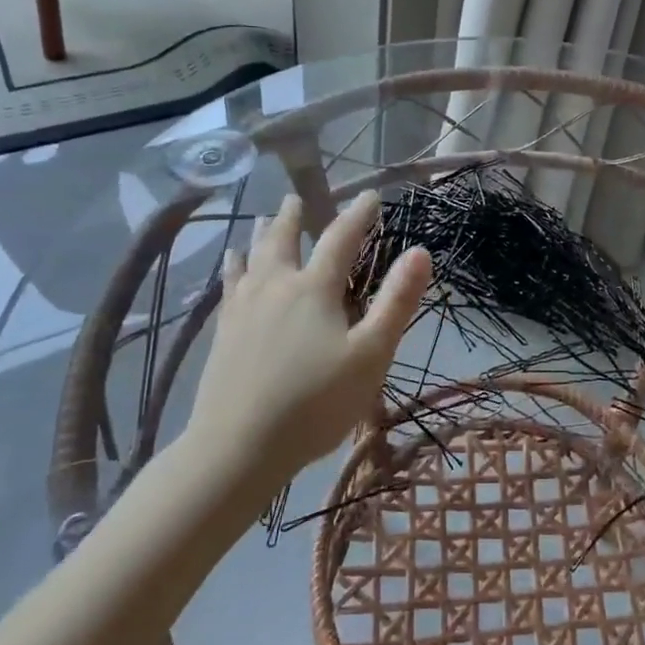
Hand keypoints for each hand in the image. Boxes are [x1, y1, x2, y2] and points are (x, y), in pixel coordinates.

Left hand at [187, 192, 430, 481]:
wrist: (237, 449)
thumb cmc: (315, 404)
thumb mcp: (371, 354)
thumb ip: (396, 301)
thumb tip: (420, 251)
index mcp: (314, 289)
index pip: (341, 238)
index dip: (358, 214)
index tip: (370, 196)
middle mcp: (276, 286)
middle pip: (285, 240)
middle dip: (296, 216)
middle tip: (298, 196)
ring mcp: (244, 308)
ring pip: (253, 257)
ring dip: (262, 234)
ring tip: (264, 219)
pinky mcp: (223, 332)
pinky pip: (230, 284)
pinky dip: (234, 266)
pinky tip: (232, 265)